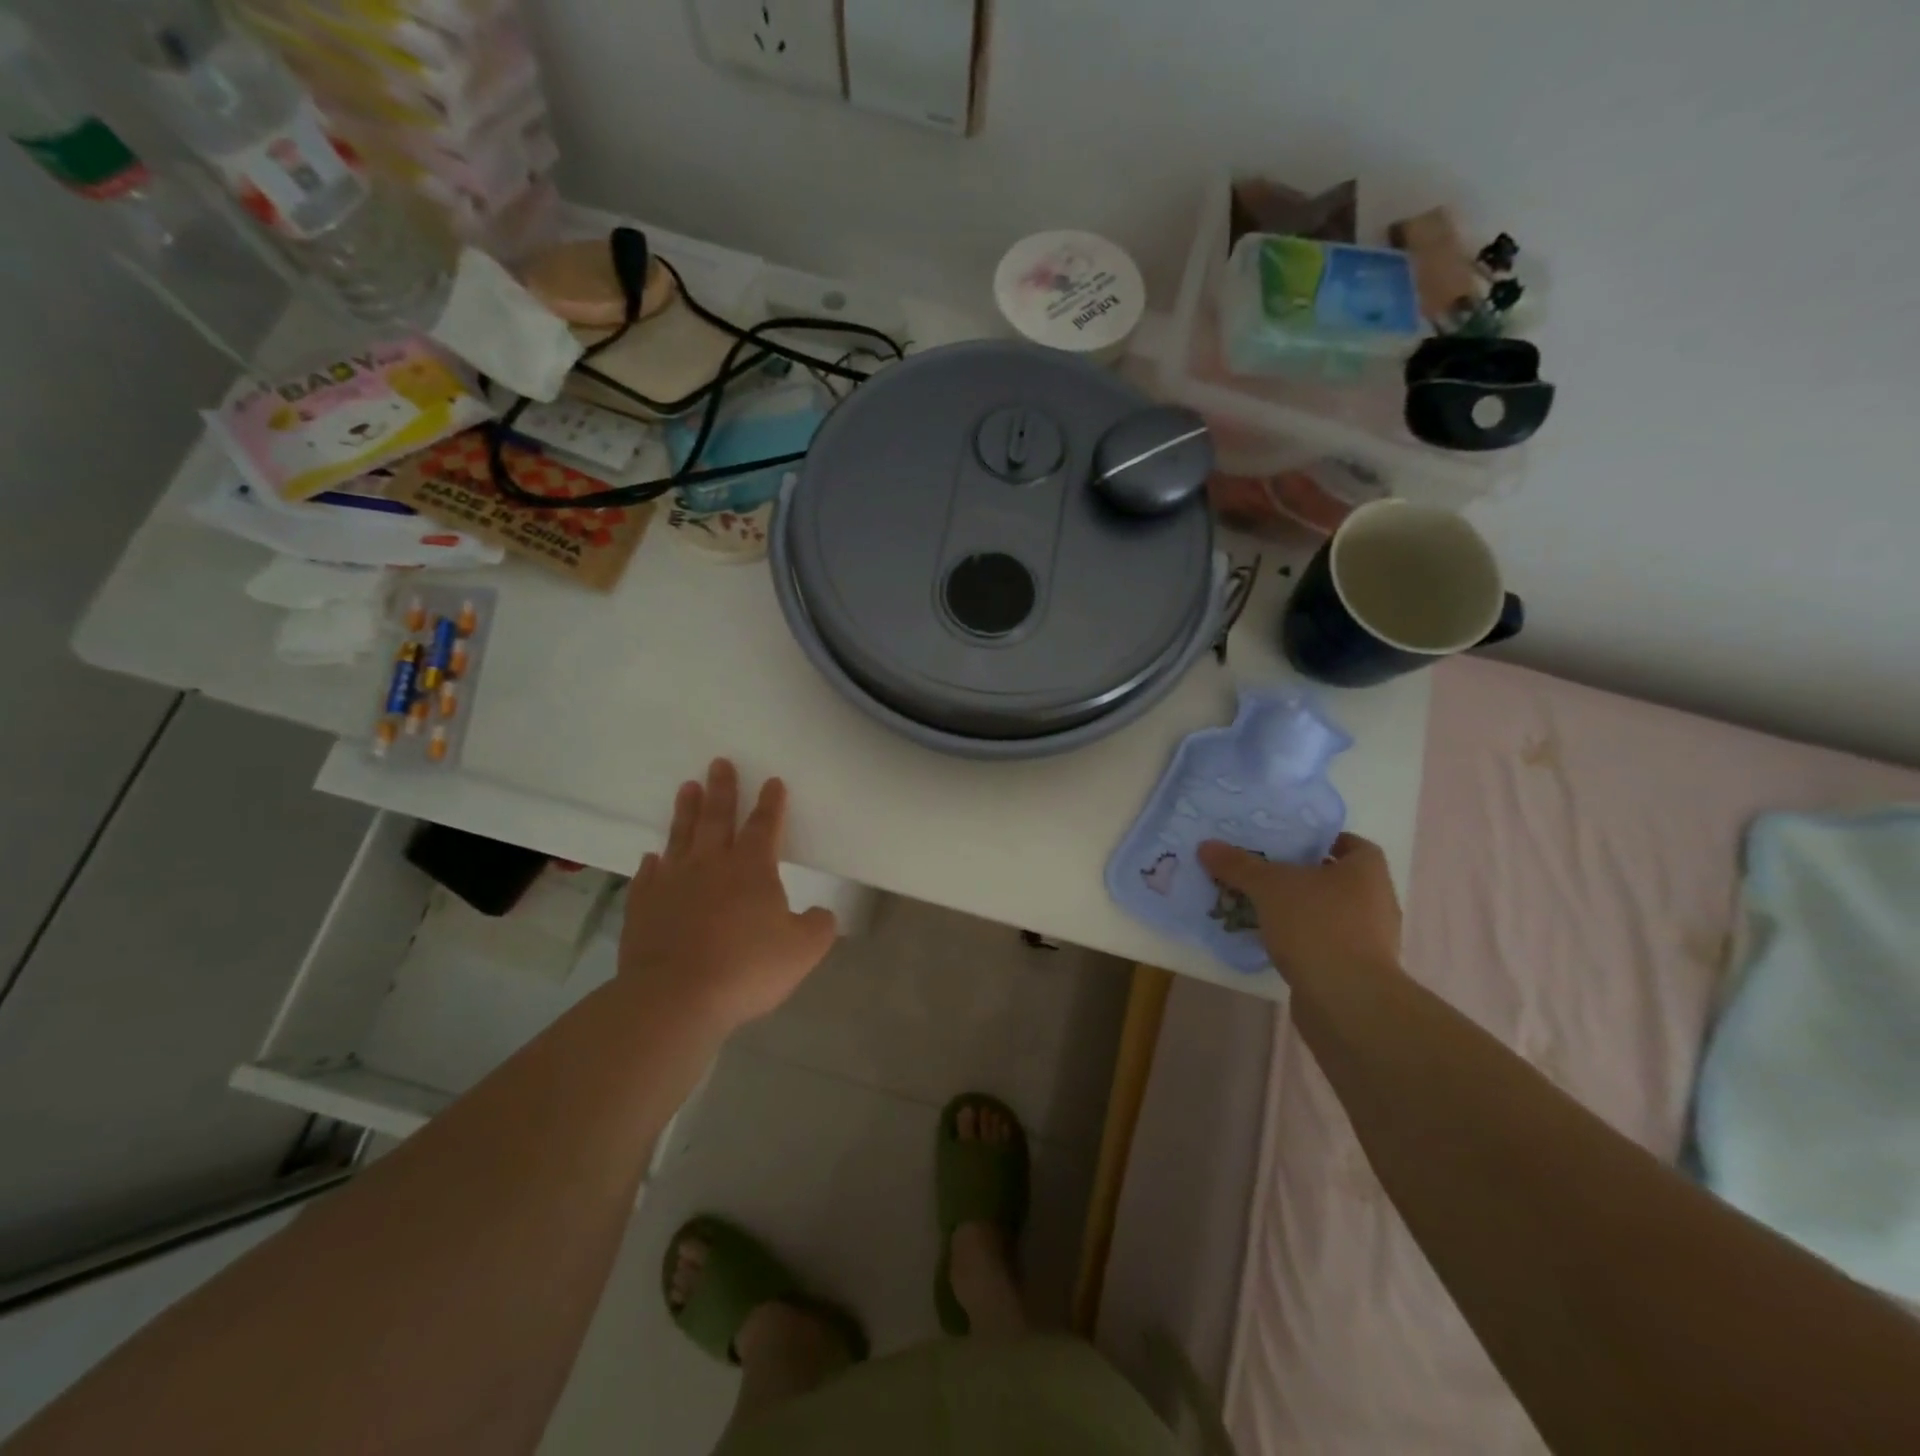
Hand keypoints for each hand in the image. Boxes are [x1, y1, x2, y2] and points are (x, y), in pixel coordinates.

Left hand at [619, 759, 837, 1033]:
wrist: (675, 997)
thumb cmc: (746, 968)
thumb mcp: (803, 950)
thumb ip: (818, 927)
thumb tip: (821, 915)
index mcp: (751, 868)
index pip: (764, 825)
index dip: (771, 804)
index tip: (772, 781)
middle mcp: (710, 865)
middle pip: (717, 818)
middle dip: (723, 789)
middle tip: (719, 762)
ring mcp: (672, 883)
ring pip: (680, 837)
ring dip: (685, 811)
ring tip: (687, 787)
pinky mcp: (643, 907)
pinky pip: (648, 877)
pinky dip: (651, 865)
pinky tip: (651, 858)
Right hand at [1197, 832, 1402, 981]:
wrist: (1347, 1001)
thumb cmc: (1317, 926)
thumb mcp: (1268, 887)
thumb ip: (1238, 865)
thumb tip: (1206, 845)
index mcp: (1367, 871)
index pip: (1350, 843)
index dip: (1321, 840)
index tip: (1287, 843)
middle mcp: (1376, 901)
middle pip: (1335, 878)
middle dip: (1300, 876)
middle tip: (1263, 871)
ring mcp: (1370, 939)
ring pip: (1327, 912)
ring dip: (1298, 910)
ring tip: (1258, 906)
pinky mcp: (1356, 971)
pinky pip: (1324, 943)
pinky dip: (1301, 940)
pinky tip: (1270, 940)